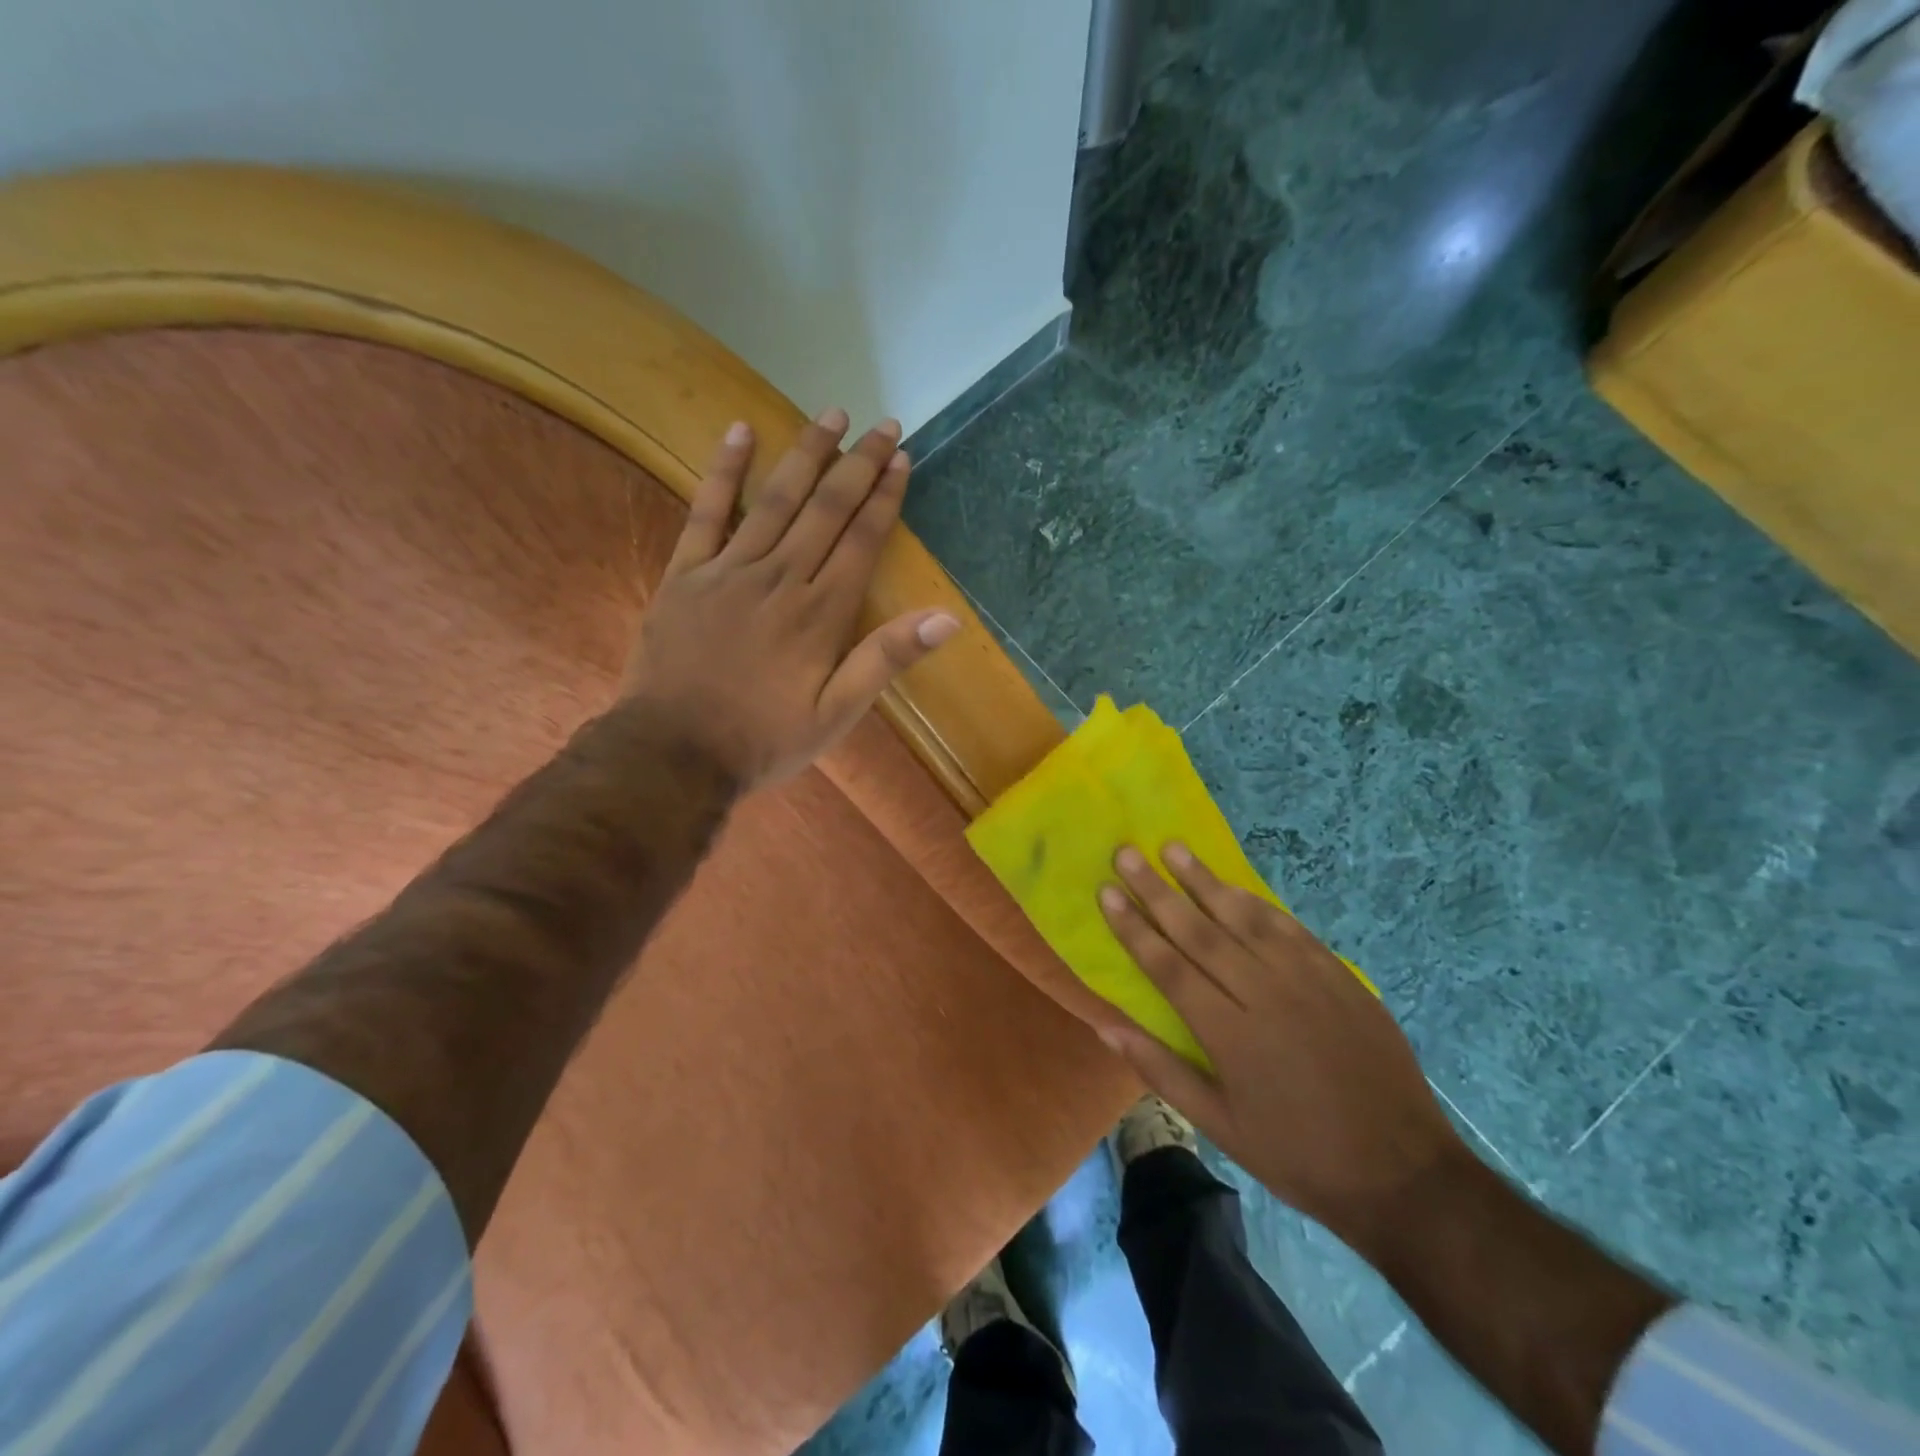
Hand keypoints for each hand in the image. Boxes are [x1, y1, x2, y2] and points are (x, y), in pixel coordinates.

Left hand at [621, 409, 960, 793]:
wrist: (674, 753)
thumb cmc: (764, 739)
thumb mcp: (838, 714)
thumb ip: (886, 660)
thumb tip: (946, 617)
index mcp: (821, 613)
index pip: (861, 540)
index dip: (885, 497)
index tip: (902, 459)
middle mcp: (781, 578)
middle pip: (826, 509)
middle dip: (857, 464)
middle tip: (881, 424)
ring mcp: (729, 570)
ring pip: (776, 500)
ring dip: (806, 454)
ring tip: (831, 414)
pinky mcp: (685, 574)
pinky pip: (706, 512)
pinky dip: (725, 471)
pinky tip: (740, 432)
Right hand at [1096, 842, 1468, 1259]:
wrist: (1402, 1172)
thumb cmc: (1297, 1154)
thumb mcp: (1220, 1127)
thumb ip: (1161, 1070)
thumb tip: (1106, 1026)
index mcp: (1229, 1035)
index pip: (1168, 966)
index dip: (1133, 927)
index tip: (1106, 891)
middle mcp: (1264, 995)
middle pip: (1200, 932)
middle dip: (1158, 890)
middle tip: (1127, 853)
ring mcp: (1306, 981)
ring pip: (1244, 919)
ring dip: (1205, 881)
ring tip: (1174, 849)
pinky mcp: (1339, 977)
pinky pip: (1289, 928)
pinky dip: (1257, 903)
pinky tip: (1235, 885)